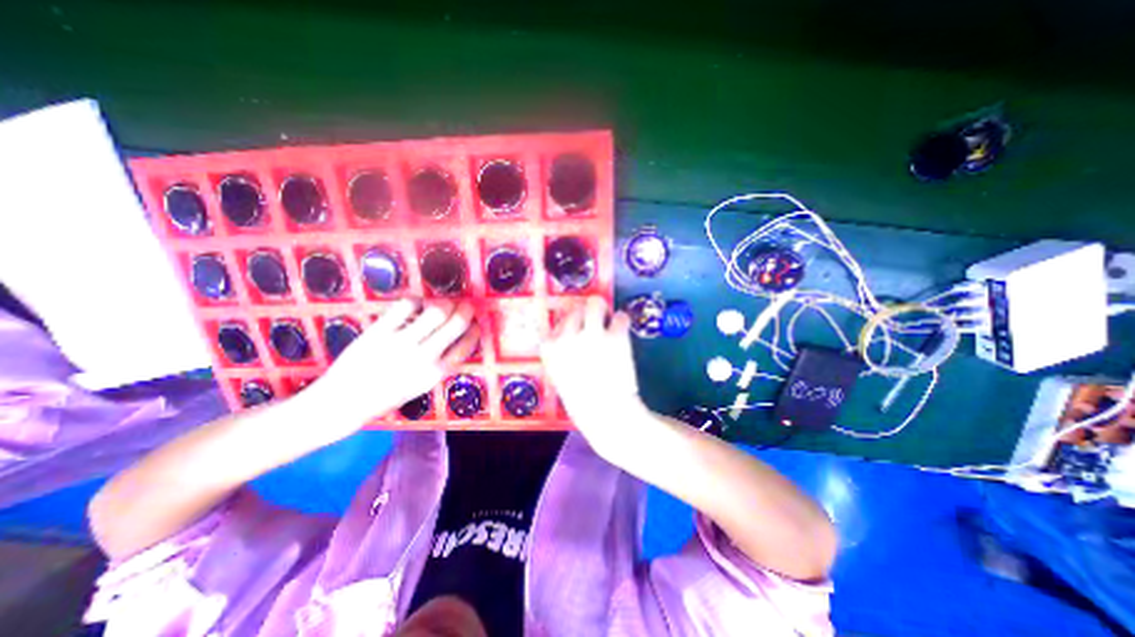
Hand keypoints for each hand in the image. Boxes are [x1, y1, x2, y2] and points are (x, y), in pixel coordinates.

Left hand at [306, 298, 478, 432]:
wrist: (342, 403)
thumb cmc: (386, 397)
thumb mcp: (421, 386)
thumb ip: (441, 364)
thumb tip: (457, 338)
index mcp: (436, 373)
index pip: (467, 345)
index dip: (475, 330)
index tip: (476, 323)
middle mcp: (423, 357)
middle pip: (456, 323)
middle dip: (466, 310)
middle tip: (466, 305)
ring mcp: (401, 343)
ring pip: (435, 311)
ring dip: (444, 303)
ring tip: (442, 304)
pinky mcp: (379, 331)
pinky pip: (407, 306)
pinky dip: (417, 300)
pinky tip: (417, 304)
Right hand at [544, 295, 651, 459]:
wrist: (606, 414)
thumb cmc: (581, 398)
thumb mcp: (559, 373)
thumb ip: (561, 351)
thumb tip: (573, 332)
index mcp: (551, 347)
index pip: (559, 321)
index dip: (571, 323)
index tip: (578, 329)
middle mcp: (569, 335)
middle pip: (576, 309)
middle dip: (587, 313)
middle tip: (596, 321)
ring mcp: (592, 334)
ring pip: (596, 303)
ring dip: (603, 309)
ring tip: (609, 319)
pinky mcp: (615, 336)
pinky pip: (620, 317)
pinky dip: (622, 322)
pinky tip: (623, 332)